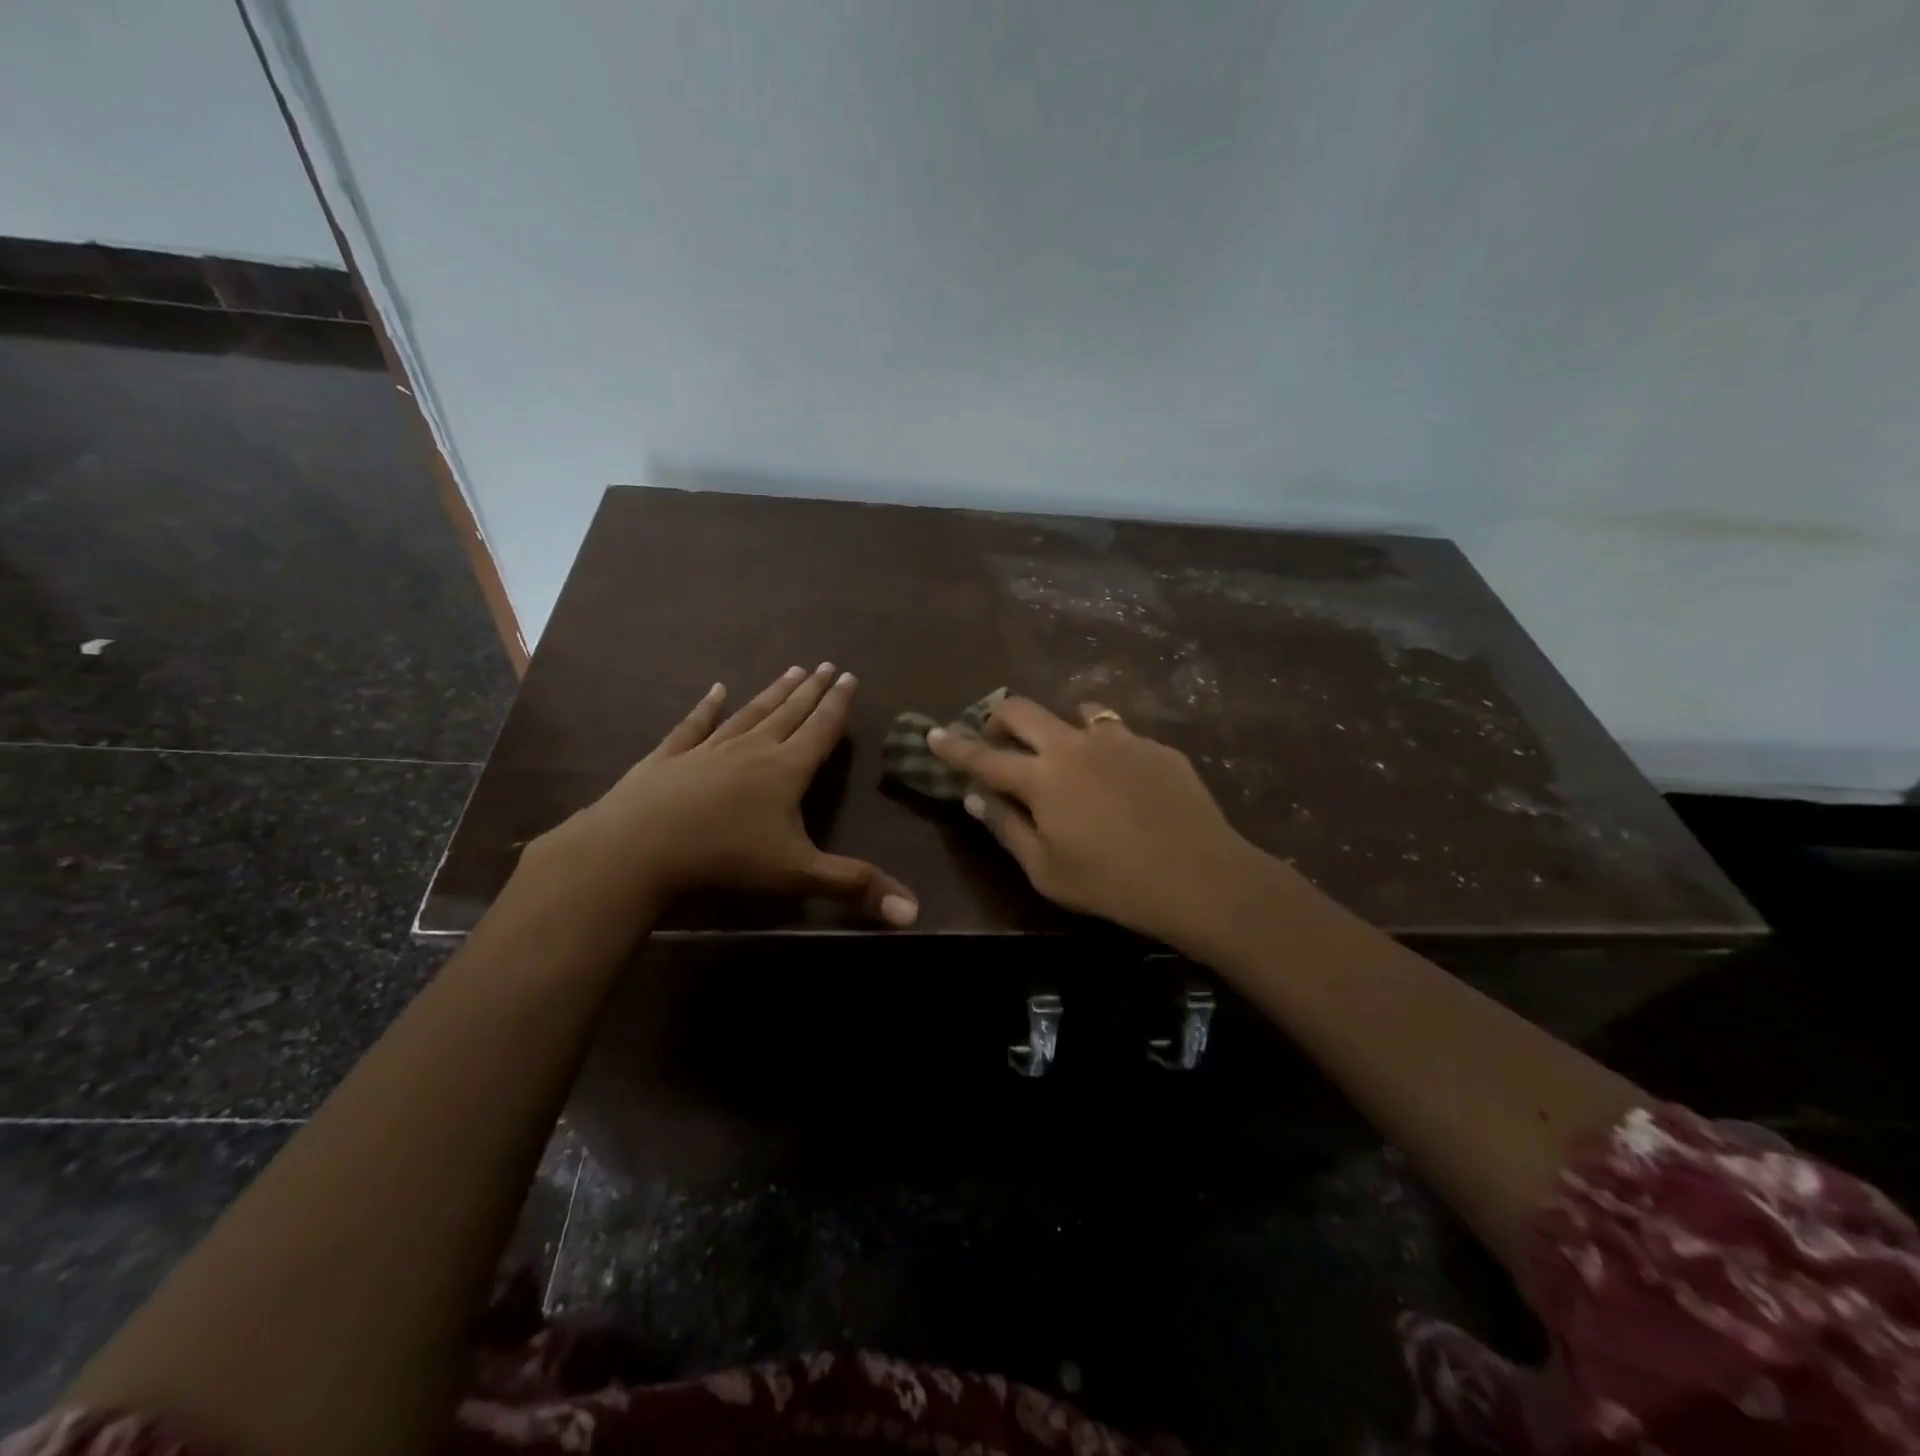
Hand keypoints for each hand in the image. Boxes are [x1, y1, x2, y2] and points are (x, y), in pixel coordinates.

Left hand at [528, 664, 917, 926]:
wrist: (638, 848)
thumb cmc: (726, 858)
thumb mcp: (797, 874)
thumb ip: (854, 886)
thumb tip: (914, 912)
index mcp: (786, 770)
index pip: (820, 730)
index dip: (838, 705)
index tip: (850, 677)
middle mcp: (752, 749)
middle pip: (789, 713)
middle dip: (811, 691)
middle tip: (826, 665)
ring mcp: (708, 749)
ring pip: (749, 713)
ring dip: (772, 693)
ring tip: (791, 670)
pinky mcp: (670, 757)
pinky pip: (694, 725)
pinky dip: (706, 707)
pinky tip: (716, 689)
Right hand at [928, 698, 1279, 949]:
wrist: (1199, 876)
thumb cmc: (1111, 883)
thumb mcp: (1046, 870)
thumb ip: (1007, 828)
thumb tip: (976, 798)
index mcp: (1041, 777)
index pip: (984, 756)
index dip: (953, 746)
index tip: (932, 733)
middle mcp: (1074, 745)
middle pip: (1024, 710)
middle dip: (999, 718)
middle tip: (997, 739)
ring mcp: (1119, 739)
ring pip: (1076, 712)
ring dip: (1057, 727)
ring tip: (1064, 755)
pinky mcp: (1154, 746)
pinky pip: (1117, 734)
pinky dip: (1102, 748)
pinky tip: (1118, 780)